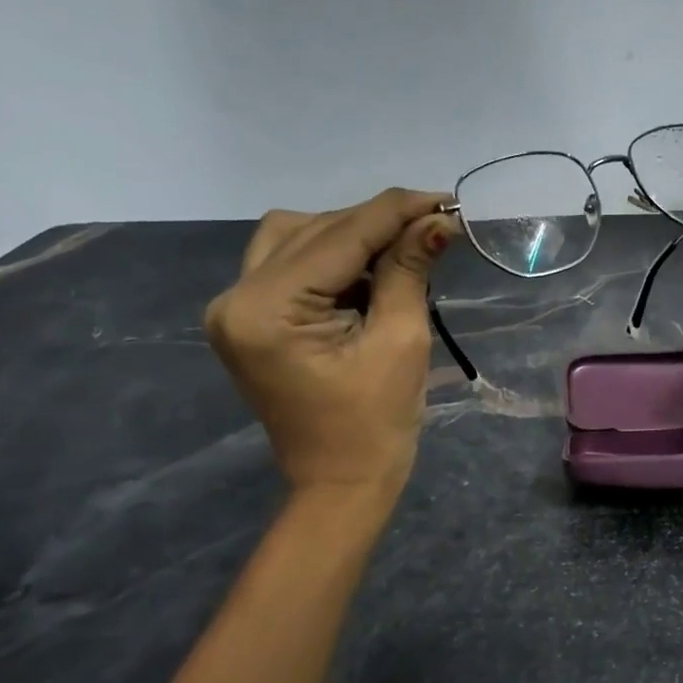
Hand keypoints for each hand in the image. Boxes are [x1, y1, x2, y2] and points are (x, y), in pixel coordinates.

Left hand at [204, 190, 455, 496]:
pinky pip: (290, 265)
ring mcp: (235, 308)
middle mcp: (235, 298)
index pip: (339, 236)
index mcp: (265, 310)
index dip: (397, 211)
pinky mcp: (249, 319)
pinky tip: (372, 274)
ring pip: (296, 237)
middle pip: (313, 229)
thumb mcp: (400, 341)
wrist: (340, 484)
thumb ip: (408, 271)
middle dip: (377, 224)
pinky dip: (334, 260)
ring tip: (403, 253)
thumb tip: (438, 220)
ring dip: (352, 237)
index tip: (448, 199)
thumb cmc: (377, 424)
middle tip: (434, 228)